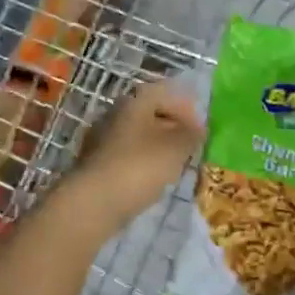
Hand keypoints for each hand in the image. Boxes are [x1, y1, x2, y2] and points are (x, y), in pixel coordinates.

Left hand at [68, 80, 204, 226]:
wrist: (94, 202)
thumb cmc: (140, 166)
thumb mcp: (177, 148)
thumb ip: (192, 135)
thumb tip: (198, 129)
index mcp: (134, 102)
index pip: (164, 92)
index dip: (185, 107)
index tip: (200, 129)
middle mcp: (114, 114)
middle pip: (149, 114)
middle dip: (172, 128)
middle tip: (190, 147)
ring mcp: (101, 139)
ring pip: (137, 136)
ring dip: (157, 147)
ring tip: (174, 166)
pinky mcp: (95, 164)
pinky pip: (126, 156)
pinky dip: (142, 163)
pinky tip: (151, 179)